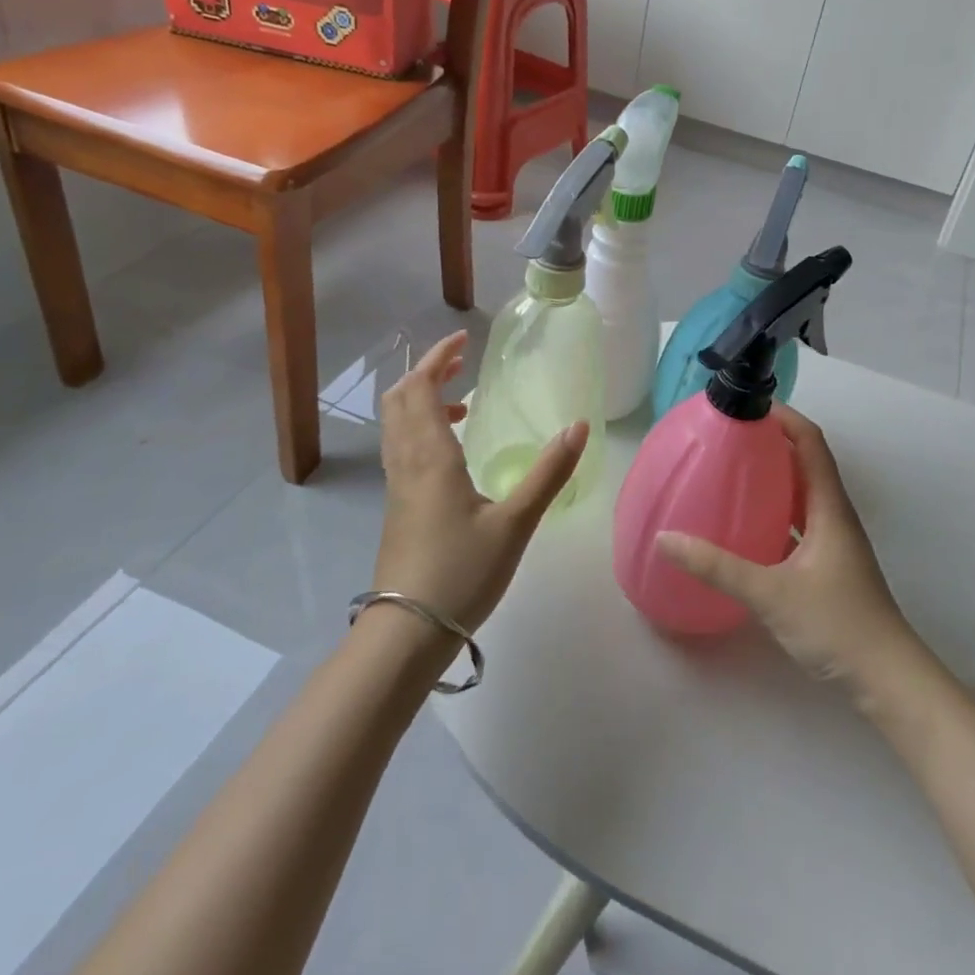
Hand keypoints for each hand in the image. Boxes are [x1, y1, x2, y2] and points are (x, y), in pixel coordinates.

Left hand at [376, 330, 587, 633]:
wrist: (407, 632)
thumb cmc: (461, 572)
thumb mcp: (515, 522)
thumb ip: (549, 472)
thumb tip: (578, 426)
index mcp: (430, 455)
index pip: (420, 387)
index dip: (436, 357)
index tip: (463, 341)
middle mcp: (406, 461)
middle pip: (399, 399)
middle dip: (426, 373)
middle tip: (460, 364)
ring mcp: (396, 485)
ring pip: (396, 424)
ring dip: (421, 400)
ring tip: (463, 404)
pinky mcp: (396, 506)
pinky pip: (401, 447)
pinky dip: (420, 428)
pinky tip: (452, 452)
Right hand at [657, 405, 915, 685]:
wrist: (888, 682)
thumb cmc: (837, 625)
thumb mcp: (771, 593)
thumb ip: (717, 566)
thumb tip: (666, 538)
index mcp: (829, 506)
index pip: (810, 442)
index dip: (783, 416)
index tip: (746, 404)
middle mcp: (833, 514)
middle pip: (804, 460)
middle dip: (769, 440)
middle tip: (726, 434)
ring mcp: (832, 540)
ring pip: (800, 492)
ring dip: (771, 475)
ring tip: (729, 468)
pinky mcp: (826, 564)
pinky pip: (796, 520)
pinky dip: (773, 509)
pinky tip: (744, 521)